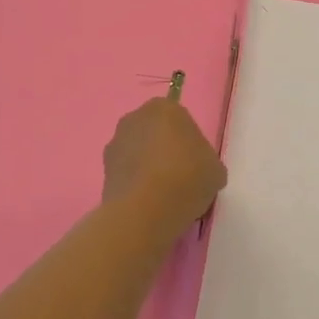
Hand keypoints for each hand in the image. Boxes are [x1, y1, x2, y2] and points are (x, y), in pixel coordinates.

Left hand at [103, 98, 227, 239]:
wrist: (145, 210)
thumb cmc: (187, 178)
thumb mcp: (215, 169)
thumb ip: (207, 161)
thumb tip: (199, 170)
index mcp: (165, 108)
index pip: (180, 120)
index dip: (189, 142)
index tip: (195, 163)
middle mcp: (135, 117)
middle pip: (155, 132)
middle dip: (165, 149)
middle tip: (181, 176)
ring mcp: (115, 142)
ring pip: (138, 152)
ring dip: (147, 166)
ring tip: (163, 195)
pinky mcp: (103, 169)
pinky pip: (126, 172)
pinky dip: (135, 183)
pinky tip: (148, 203)